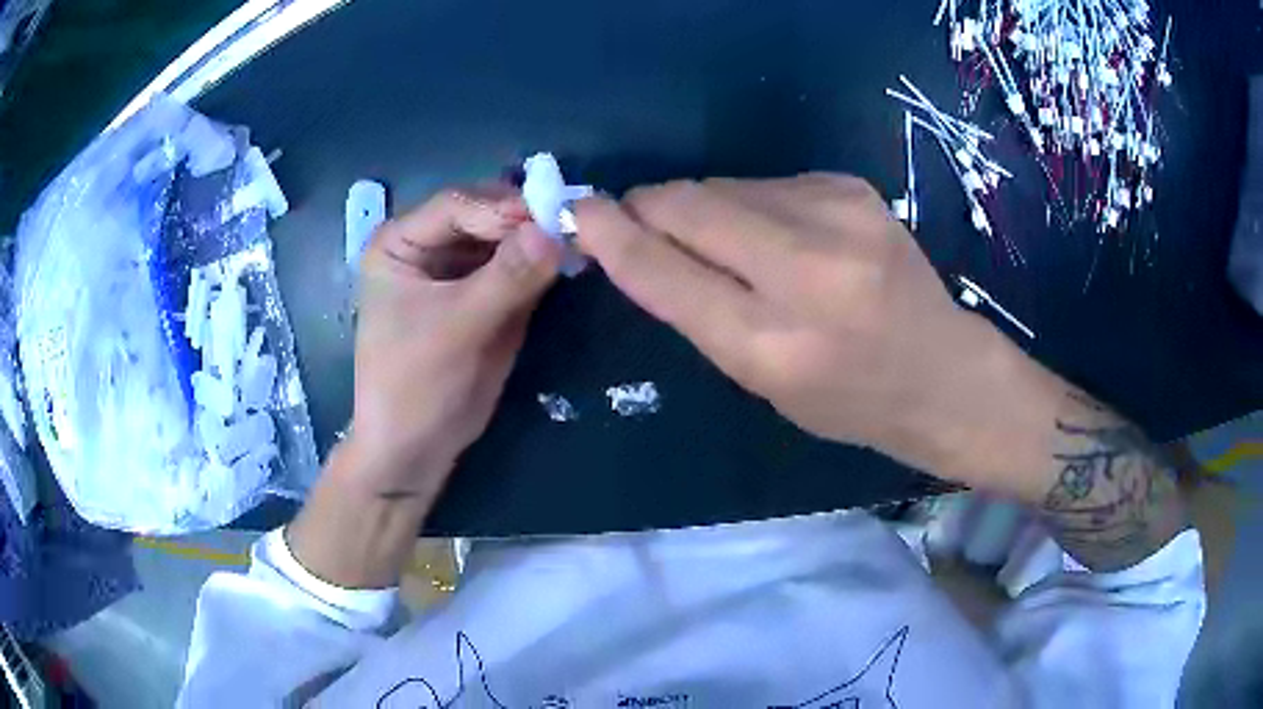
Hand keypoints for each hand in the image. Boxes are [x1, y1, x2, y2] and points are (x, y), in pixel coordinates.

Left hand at [287, 187, 560, 588]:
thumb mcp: (457, 328)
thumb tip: (555, 229)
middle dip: (525, 222)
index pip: (456, 205)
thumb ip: (507, 277)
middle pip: (485, 217)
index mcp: (401, 243)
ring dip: (539, 242)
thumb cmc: (415, 384)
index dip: (502, 208)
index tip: (551, 217)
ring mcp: (460, 272)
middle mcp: (429, 248)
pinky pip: (519, 270)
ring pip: (507, 241)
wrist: (417, 449)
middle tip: (571, 226)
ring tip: (577, 242)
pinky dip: (543, 267)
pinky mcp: (486, 297)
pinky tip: (568, 265)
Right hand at [575, 175, 1045, 492]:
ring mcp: (838, 215)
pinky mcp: (852, 185)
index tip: (579, 212)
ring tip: (738, 247)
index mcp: (773, 344)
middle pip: (688, 203)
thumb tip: (636, 240)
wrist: (942, 374)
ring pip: (724, 184)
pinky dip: (753, 203)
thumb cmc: (846, 399)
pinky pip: (766, 182)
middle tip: (644, 224)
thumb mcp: (760, 380)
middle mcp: (807, 269)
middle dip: (651, 208)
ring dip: (705, 208)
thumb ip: (696, 308)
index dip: (612, 235)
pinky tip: (785, 236)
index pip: (665, 270)